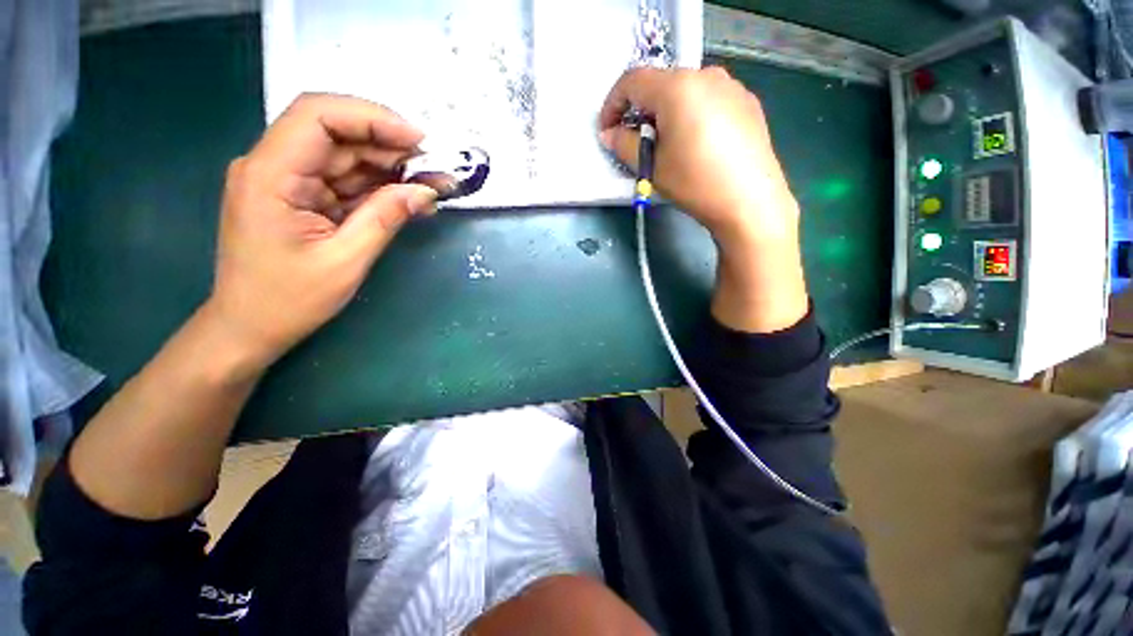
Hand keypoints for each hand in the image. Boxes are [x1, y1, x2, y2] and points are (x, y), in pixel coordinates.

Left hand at [207, 94, 437, 368]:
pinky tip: (407, 198)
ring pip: (344, 156)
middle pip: (335, 132)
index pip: (318, 115)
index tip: (418, 140)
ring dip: (389, 167)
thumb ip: (385, 218)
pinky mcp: (299, 196)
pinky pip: (343, 180)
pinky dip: (378, 187)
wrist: (250, 327)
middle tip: (434, 168)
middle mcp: (272, 166)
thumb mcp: (345, 261)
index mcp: (270, 175)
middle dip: (388, 145)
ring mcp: (286, 180)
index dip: (372, 117)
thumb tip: (424, 192)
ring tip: (431, 184)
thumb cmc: (288, 300)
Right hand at [598, 66, 798, 249]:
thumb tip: (609, 134)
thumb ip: (625, 145)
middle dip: (642, 112)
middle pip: (661, 85)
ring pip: (686, 92)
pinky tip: (696, 145)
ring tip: (668, 146)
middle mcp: (706, 75)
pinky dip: (692, 116)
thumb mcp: (652, 166)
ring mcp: (731, 86)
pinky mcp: (747, 102)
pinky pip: (709, 101)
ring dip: (667, 114)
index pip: (633, 81)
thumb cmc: (694, 182)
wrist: (749, 200)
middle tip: (638, 143)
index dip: (613, 104)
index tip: (607, 130)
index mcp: (678, 87)